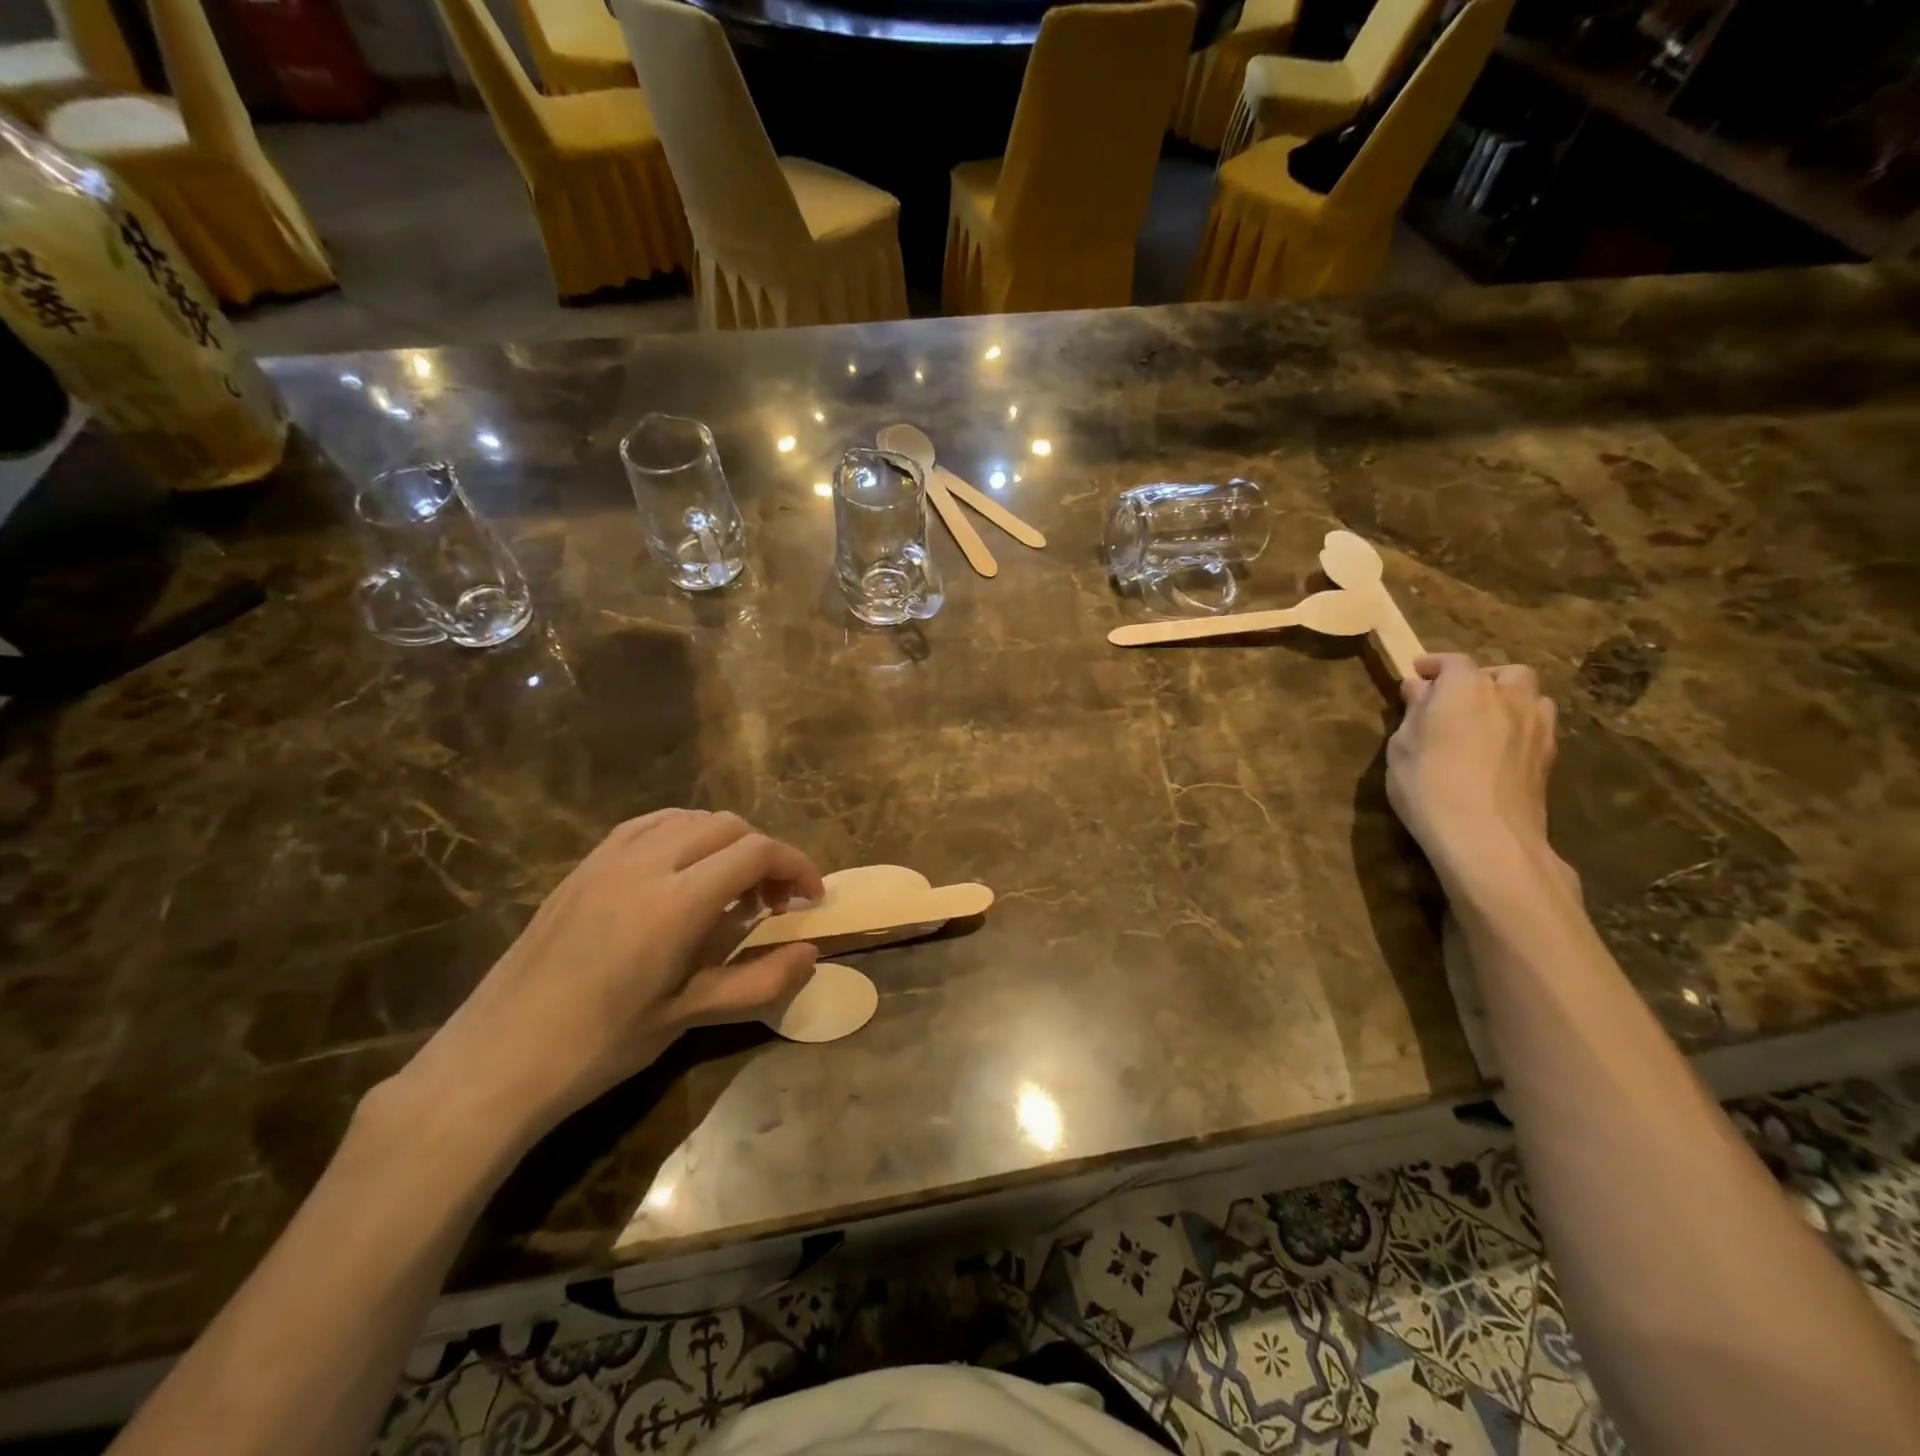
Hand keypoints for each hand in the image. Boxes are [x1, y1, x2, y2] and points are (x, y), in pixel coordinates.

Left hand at [386, 811, 824, 1152]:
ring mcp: (609, 858)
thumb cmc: (599, 1046)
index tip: (811, 898)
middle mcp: (647, 862)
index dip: (796, 866)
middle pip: (729, 826)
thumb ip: (759, 981)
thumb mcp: (688, 1017)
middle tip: (773, 901)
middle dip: (764, 854)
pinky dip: (683, 834)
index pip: (757, 852)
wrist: (496, 1060)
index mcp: (677, 901)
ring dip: (725, 841)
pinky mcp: (584, 865)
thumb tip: (811, 954)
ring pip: (689, 818)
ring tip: (731, 886)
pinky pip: (649, 825)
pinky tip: (682, 872)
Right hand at [1386, 654, 1567, 886]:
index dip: (1433, 664)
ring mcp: (1536, 725)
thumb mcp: (1402, 745)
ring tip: (1484, 721)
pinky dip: (1519, 726)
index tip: (1416, 673)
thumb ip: (1414, 712)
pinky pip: (1537, 725)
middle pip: (1503, 672)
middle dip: (1481, 679)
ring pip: (1529, 696)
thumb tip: (1419, 689)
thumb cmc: (1427, 784)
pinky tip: (1499, 748)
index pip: (1453, 661)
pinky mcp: (1550, 755)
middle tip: (1455, 699)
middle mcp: (1508, 696)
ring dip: (1508, 700)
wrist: (1485, 836)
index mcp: (1465, 688)